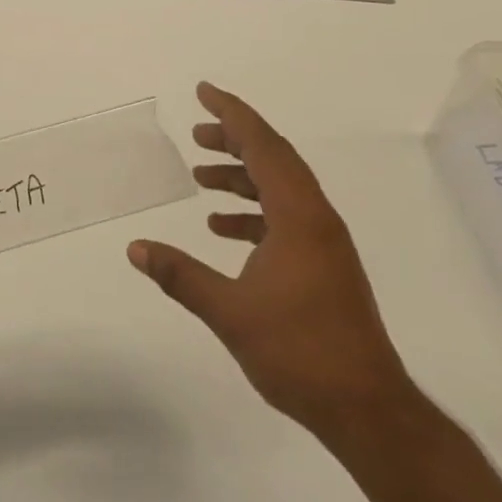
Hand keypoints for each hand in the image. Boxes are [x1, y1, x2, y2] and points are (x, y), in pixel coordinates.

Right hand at [128, 83, 411, 435]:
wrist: (366, 408)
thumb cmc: (299, 352)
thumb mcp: (229, 311)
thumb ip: (180, 275)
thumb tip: (135, 248)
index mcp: (299, 216)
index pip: (263, 147)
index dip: (232, 114)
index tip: (204, 92)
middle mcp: (316, 219)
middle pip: (274, 159)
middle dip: (234, 139)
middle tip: (195, 133)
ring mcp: (324, 243)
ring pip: (280, 188)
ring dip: (242, 176)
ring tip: (201, 175)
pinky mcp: (323, 264)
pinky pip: (283, 217)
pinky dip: (252, 211)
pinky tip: (221, 228)